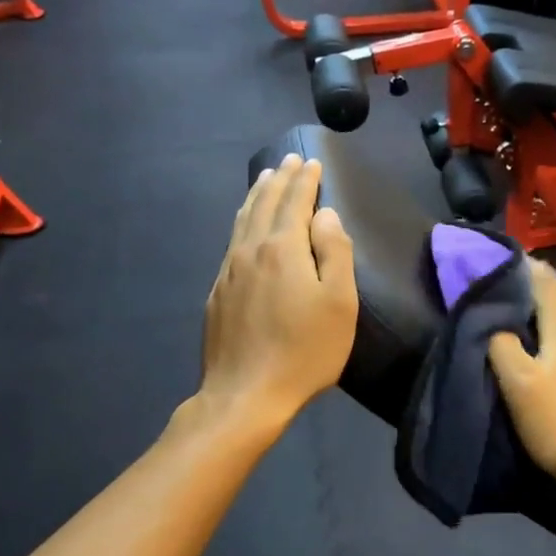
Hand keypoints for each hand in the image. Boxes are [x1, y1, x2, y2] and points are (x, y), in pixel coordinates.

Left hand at [198, 155, 356, 432]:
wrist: (245, 394)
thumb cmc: (303, 351)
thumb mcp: (338, 304)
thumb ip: (334, 252)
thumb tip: (325, 215)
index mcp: (282, 249)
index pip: (295, 202)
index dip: (305, 180)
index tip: (312, 162)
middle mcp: (250, 251)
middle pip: (264, 204)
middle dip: (279, 180)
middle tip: (289, 160)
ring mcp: (228, 272)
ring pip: (242, 221)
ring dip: (256, 196)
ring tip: (265, 180)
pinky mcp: (217, 294)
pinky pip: (231, 242)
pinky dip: (241, 222)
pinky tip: (243, 226)